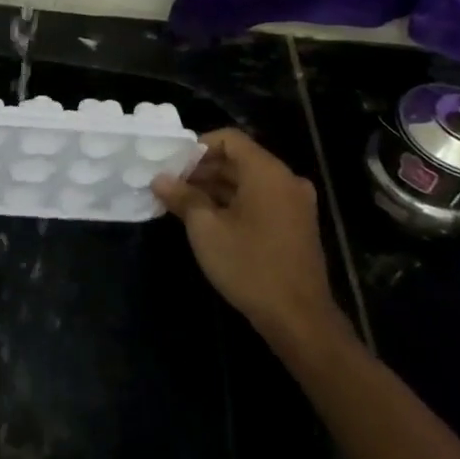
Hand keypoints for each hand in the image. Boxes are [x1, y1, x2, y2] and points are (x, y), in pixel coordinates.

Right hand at [152, 130, 351, 362]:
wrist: (299, 319)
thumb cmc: (249, 266)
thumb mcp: (206, 229)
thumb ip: (183, 197)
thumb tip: (160, 179)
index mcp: (267, 172)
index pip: (229, 139)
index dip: (198, 147)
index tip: (172, 165)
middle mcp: (286, 180)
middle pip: (239, 159)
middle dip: (203, 169)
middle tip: (171, 185)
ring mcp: (295, 204)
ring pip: (249, 181)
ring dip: (216, 187)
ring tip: (183, 203)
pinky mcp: (296, 226)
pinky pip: (261, 200)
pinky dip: (235, 203)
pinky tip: (209, 220)